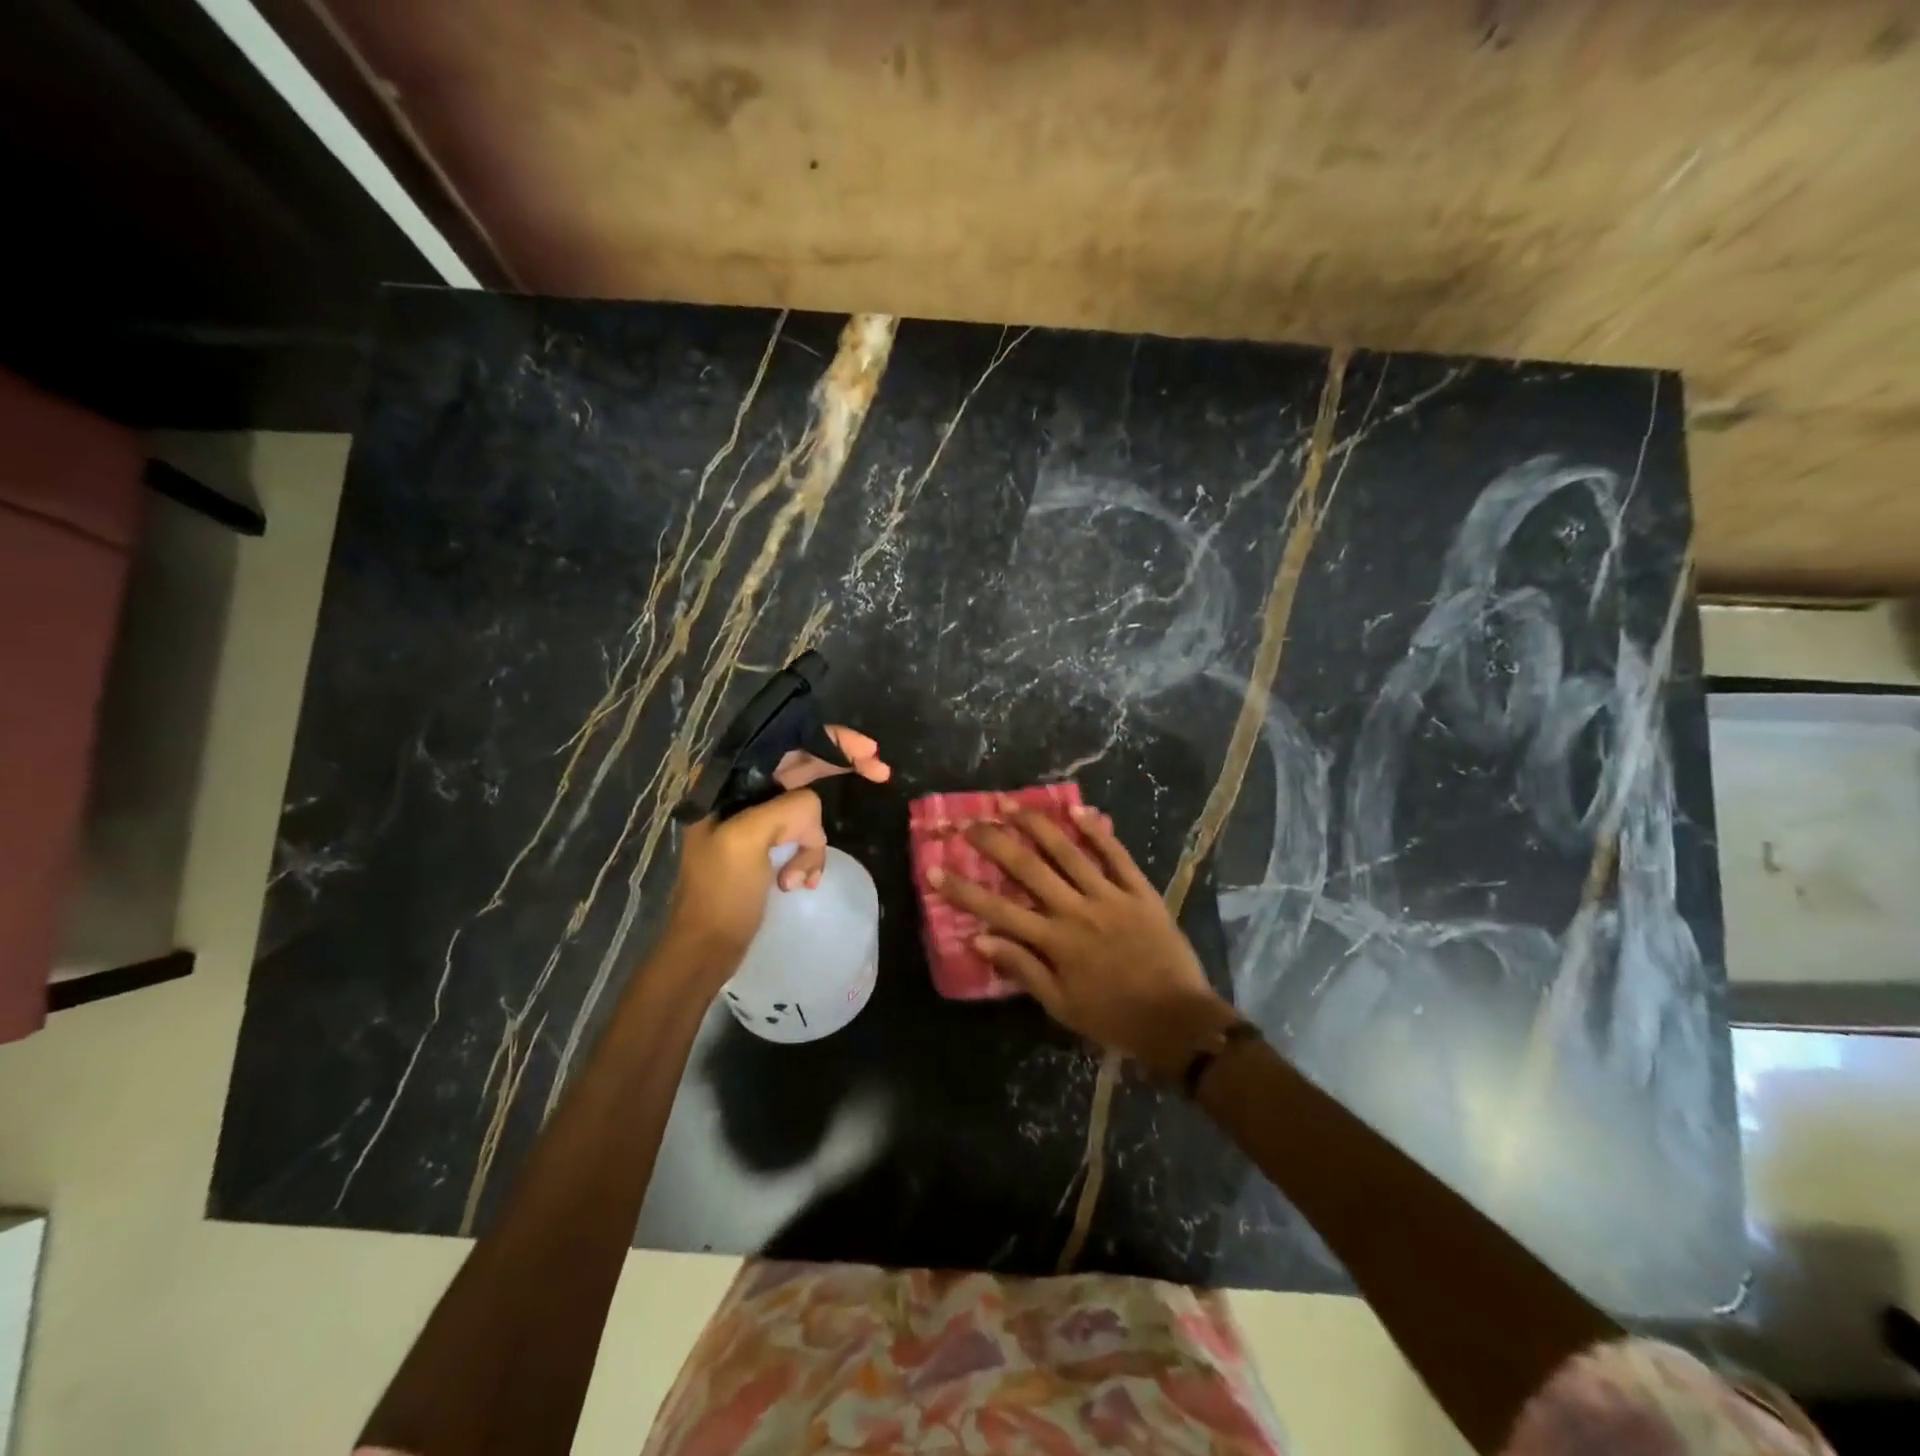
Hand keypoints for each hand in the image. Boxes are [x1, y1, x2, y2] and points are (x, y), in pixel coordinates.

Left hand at [664, 726, 889, 964]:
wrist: (707, 950)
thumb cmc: (720, 894)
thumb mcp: (746, 840)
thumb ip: (787, 809)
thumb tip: (814, 812)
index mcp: (729, 781)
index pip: (786, 742)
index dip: (829, 739)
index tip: (868, 751)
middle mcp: (742, 791)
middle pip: (803, 766)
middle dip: (840, 770)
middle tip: (881, 772)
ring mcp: (756, 818)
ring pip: (808, 809)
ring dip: (813, 842)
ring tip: (799, 877)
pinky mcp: (769, 844)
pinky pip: (805, 837)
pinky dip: (809, 858)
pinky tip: (799, 883)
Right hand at [930, 801, 1238, 1078]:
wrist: (1177, 1021)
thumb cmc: (1113, 1018)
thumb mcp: (1061, 1006)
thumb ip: (1022, 969)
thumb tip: (979, 939)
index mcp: (1054, 941)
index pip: (997, 910)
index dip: (963, 890)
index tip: (934, 869)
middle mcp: (1076, 910)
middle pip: (1028, 868)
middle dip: (995, 843)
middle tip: (971, 823)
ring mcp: (1110, 896)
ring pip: (1068, 852)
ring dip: (1039, 826)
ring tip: (1014, 805)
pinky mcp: (1140, 891)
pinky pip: (1116, 855)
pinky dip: (1098, 831)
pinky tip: (1078, 810)